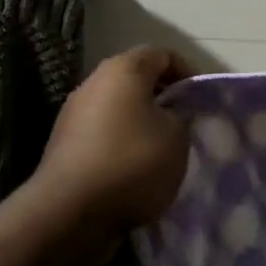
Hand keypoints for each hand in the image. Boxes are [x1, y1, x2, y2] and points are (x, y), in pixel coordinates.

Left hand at [31, 45, 195, 236]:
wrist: (70, 212)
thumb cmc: (132, 163)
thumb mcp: (176, 137)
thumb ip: (182, 115)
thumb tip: (174, 112)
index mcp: (123, 69)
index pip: (162, 54)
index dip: (187, 72)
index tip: (201, 100)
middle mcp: (93, 82)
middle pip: (136, 79)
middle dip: (163, 98)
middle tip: (185, 124)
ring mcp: (73, 113)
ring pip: (118, 107)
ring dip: (141, 122)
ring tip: (162, 150)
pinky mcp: (64, 143)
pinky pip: (102, 132)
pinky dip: (121, 143)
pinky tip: (134, 170)